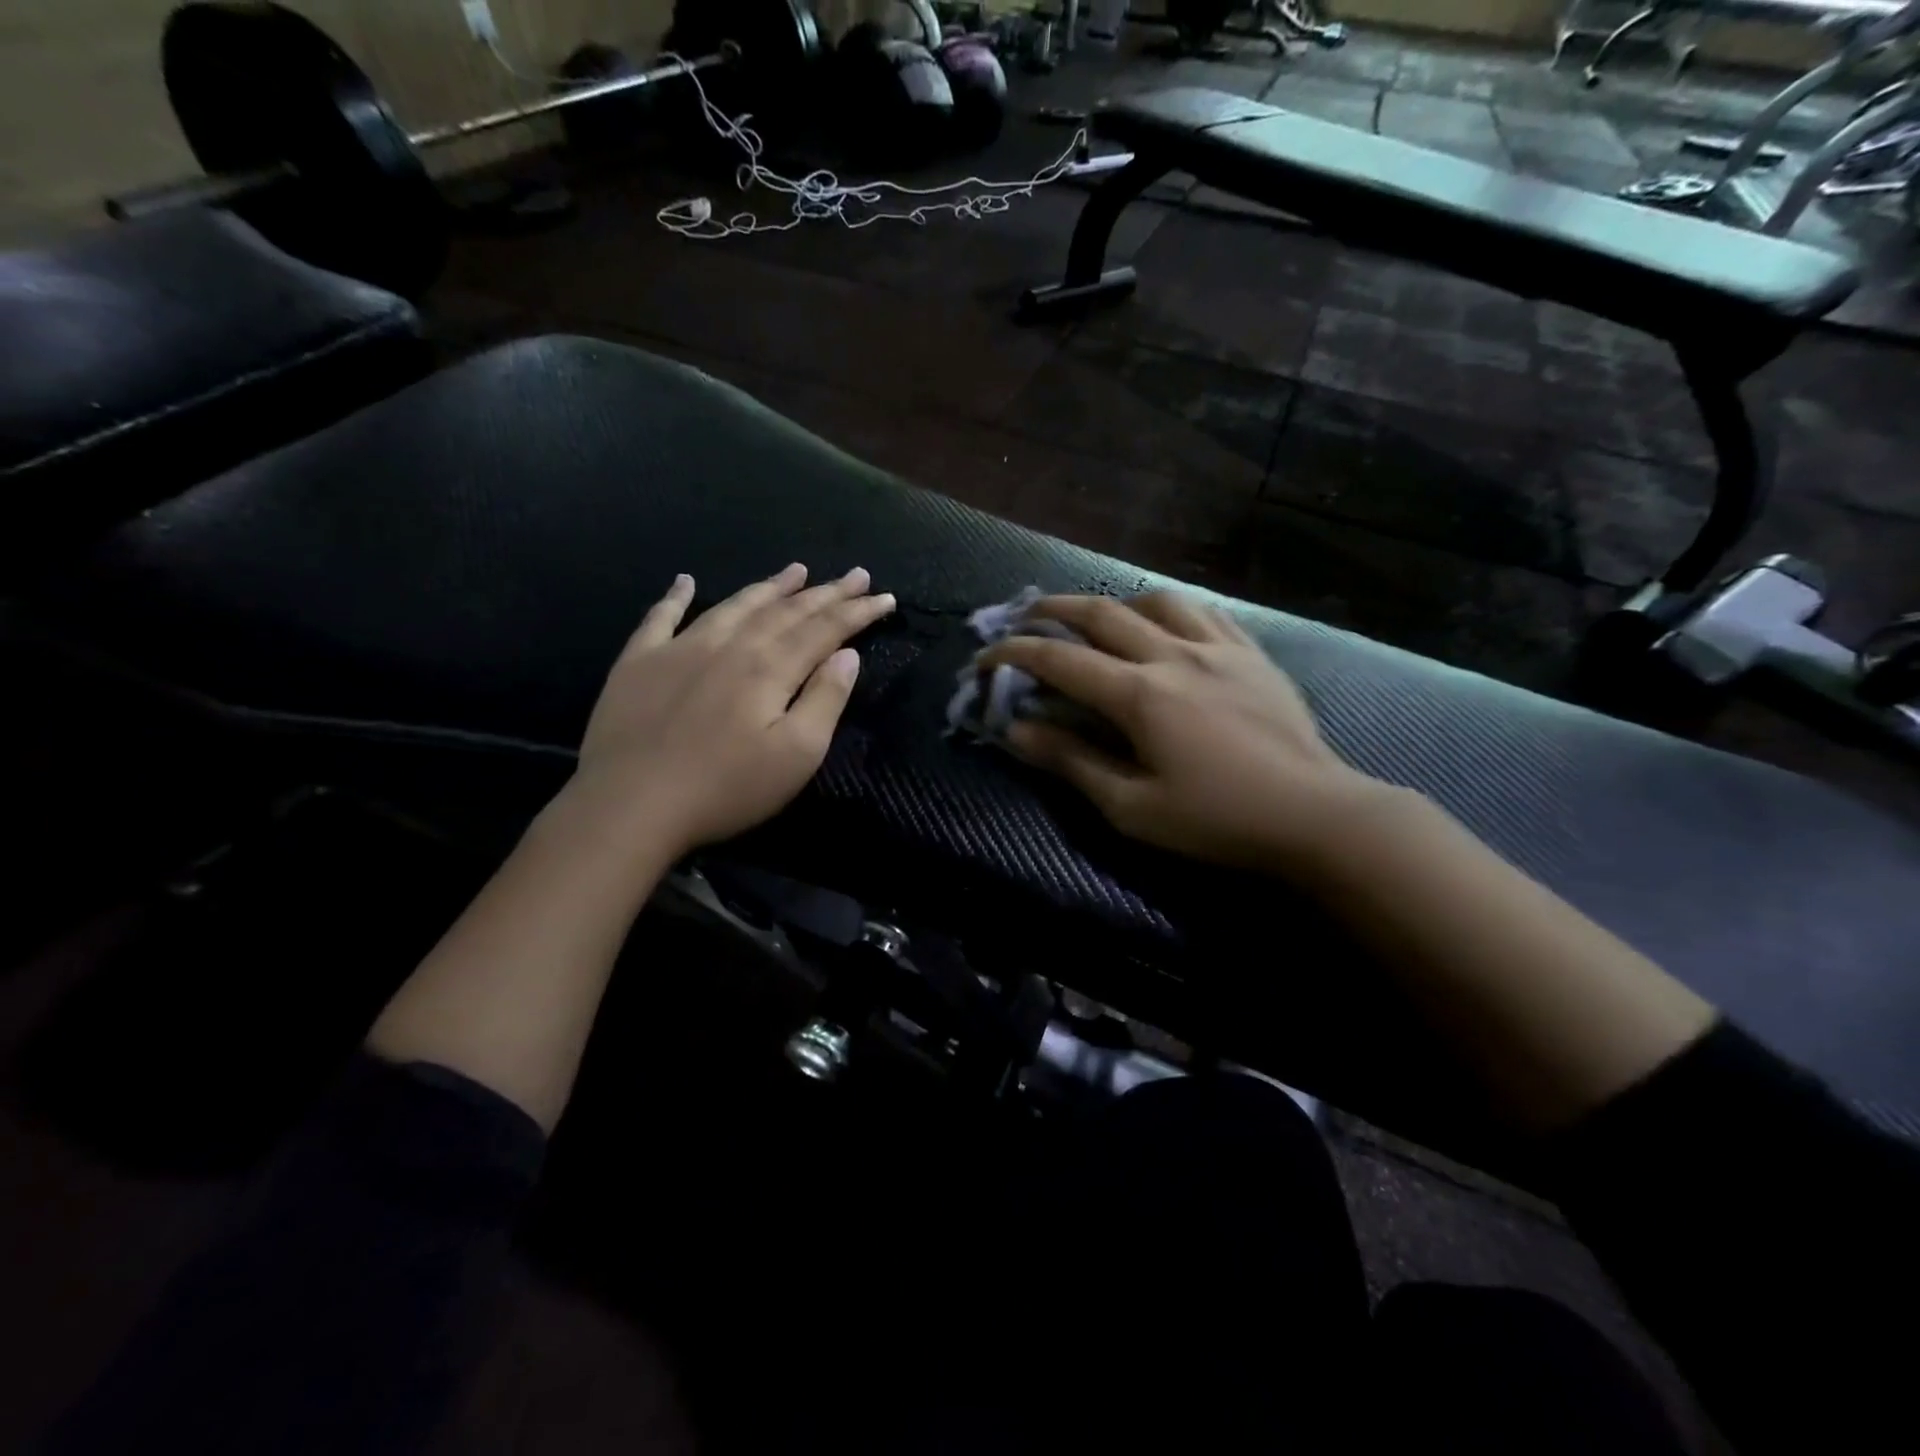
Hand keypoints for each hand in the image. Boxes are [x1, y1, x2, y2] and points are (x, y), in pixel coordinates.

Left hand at [572, 563, 894, 859]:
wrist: (631, 804)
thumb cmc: (726, 788)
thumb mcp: (796, 754)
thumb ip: (825, 700)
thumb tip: (846, 655)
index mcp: (770, 668)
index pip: (824, 629)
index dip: (857, 612)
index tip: (884, 597)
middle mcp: (730, 645)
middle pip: (786, 611)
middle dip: (825, 592)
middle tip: (855, 574)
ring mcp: (680, 648)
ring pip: (735, 606)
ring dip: (769, 587)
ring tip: (795, 570)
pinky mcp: (639, 662)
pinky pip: (660, 618)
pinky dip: (676, 596)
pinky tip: (685, 581)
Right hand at [978, 592, 1400, 878]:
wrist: (1314, 815)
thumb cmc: (1216, 821)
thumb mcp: (1132, 807)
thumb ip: (1072, 762)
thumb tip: (1018, 730)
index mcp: (1140, 695)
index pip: (1060, 660)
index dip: (1015, 653)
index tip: (984, 658)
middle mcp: (1174, 655)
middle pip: (1101, 614)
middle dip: (1052, 611)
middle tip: (1023, 616)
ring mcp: (1218, 647)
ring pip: (1154, 600)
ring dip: (1113, 602)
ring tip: (1095, 617)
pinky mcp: (1251, 653)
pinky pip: (1203, 611)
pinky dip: (1168, 608)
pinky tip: (1163, 623)